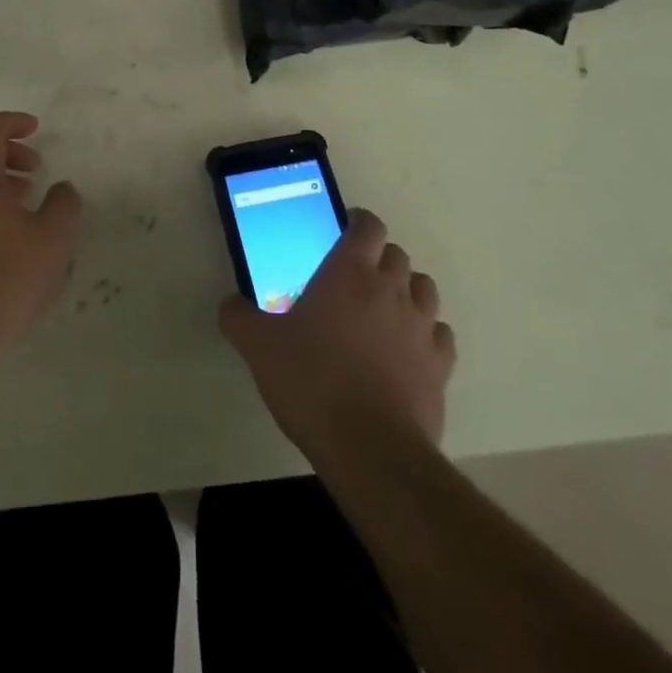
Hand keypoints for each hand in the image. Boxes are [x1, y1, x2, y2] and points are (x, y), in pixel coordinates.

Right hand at [219, 209, 455, 460]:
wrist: (369, 449)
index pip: (368, 226)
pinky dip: (426, 333)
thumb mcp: (258, 346)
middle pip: (397, 254)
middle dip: (378, 259)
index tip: (344, 232)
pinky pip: (440, 334)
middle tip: (354, 279)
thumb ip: (239, 317)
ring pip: (424, 288)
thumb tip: (230, 303)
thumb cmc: (311, 382)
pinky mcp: (441, 366)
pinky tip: (407, 349)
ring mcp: (422, 327)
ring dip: (406, 291)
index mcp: (349, 272)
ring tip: (383, 311)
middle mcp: (391, 289)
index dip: (358, 223)